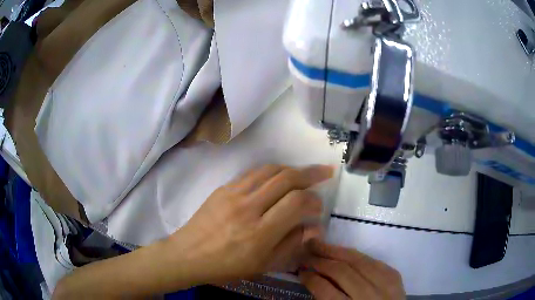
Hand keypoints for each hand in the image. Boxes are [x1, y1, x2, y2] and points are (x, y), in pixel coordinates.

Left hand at [167, 164, 333, 283]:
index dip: (313, 199)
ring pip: (269, 170)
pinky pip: (252, 173)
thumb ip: (291, 244)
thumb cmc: (226, 266)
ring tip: (304, 173)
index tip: (319, 205)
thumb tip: (314, 227)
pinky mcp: (223, 189)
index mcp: (260, 233)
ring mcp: (233, 194)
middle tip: (325, 171)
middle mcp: (248, 208)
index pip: (296, 202)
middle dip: (310, 173)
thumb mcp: (263, 265)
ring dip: (291, 168)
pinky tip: (277, 176)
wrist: (188, 255)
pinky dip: (271, 171)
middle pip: (285, 179)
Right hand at [299, 240, 404, 299]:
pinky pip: (373, 260)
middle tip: (306, 252)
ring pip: (358, 261)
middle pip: (342, 272)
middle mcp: (369, 296)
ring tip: (320, 245)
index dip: (311, 279)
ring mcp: (385, 284)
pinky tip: (344, 252)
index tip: (301, 272)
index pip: (326, 291)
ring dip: (336, 251)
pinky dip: (356, 255)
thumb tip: (314, 281)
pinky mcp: (394, 275)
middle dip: (320, 260)